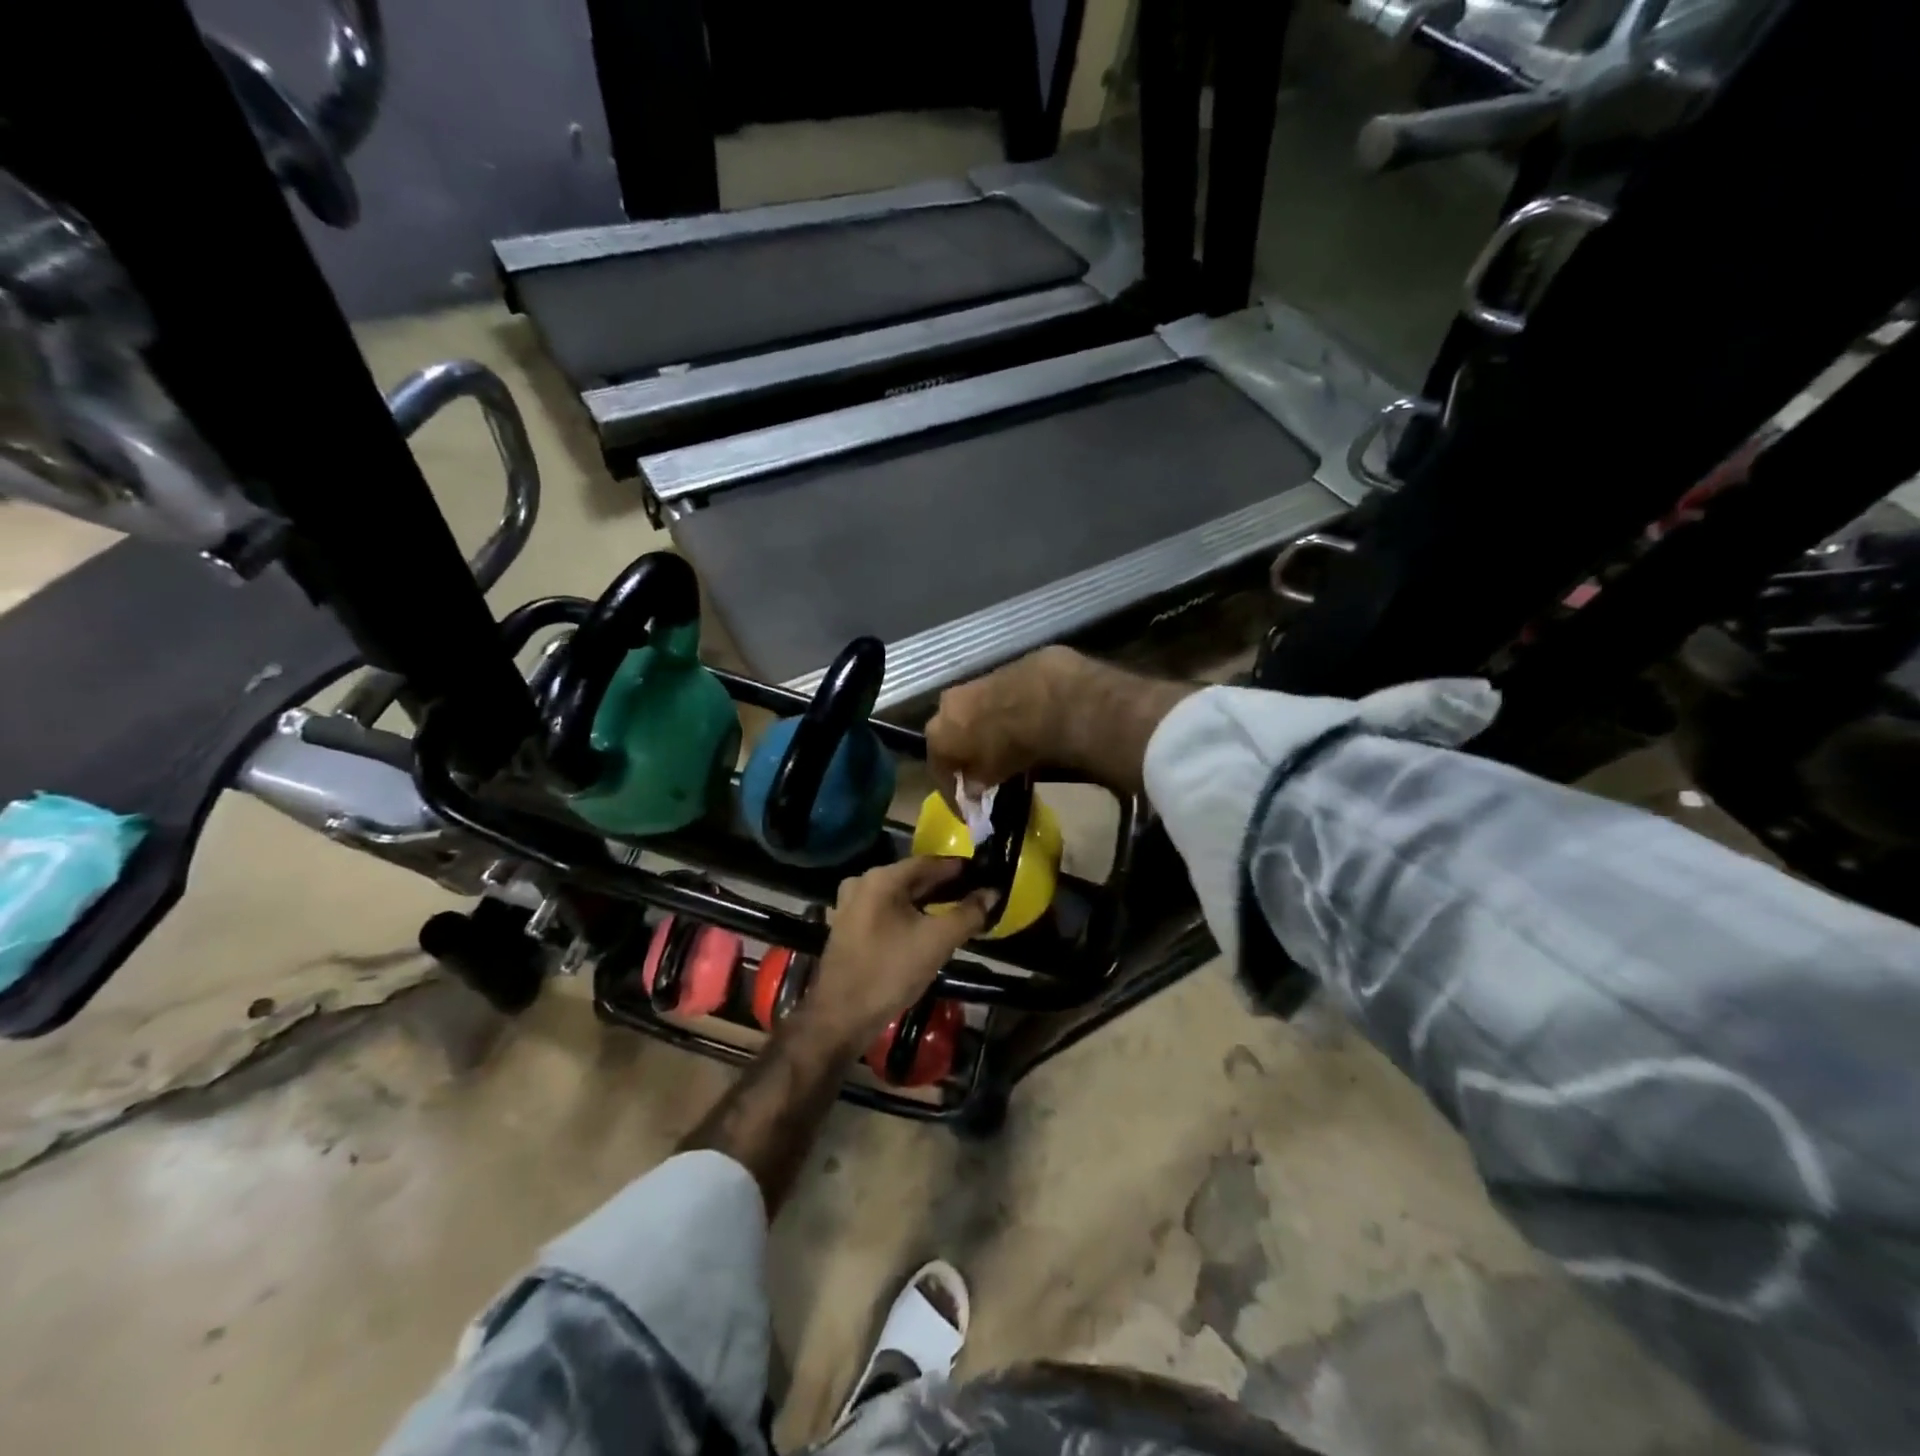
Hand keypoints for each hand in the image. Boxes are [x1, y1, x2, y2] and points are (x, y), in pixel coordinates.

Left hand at [796, 858, 997, 1050]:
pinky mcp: (848, 926)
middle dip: (944, 886)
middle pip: (912, 878)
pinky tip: (925, 928)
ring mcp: (850, 905)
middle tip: (975, 895)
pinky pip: (885, 911)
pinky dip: (907, 914)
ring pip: (898, 895)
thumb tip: (993, 892)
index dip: (959, 869)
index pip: (929, 862)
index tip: (984, 874)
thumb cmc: (890, 972)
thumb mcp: (937, 942)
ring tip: (955, 911)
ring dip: (926, 902)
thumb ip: (968, 914)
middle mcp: (862, 882)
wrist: (841, 1017)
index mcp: (882, 878)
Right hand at [926, 646, 1082, 791]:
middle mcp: (945, 706)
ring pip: (969, 714)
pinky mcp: (996, 671)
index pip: (938, 770)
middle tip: (978, 774)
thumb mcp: (993, 774)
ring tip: (1000, 748)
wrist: (1046, 698)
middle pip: (950, 736)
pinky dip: (999, 714)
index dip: (952, 793)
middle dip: (962, 756)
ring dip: (980, 732)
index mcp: (938, 734)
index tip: (966, 808)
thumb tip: (971, 787)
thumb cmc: (1012, 745)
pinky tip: (1017, 724)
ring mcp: (969, 684)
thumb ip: (976, 782)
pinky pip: (992, 700)